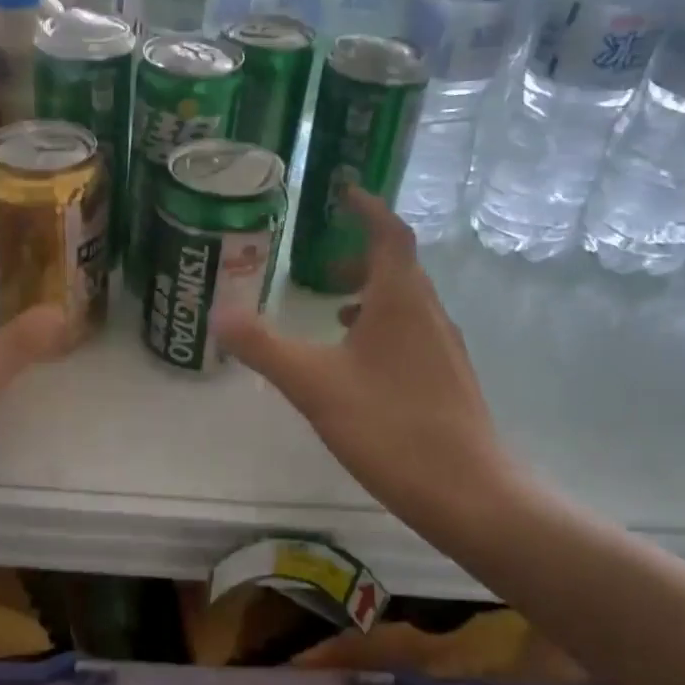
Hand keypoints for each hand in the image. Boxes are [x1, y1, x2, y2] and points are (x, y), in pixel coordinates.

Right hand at [217, 191, 525, 530]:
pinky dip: (383, 328)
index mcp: (400, 301)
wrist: (467, 492)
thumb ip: (263, 346)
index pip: (389, 234)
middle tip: (322, 266)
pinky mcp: (448, 379)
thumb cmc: (388, 426)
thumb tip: (218, 313)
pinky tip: (359, 363)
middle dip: (360, 257)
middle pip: (398, 267)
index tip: (344, 192)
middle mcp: (429, 314)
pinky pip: (413, 333)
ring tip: (334, 312)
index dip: (367, 209)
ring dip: (371, 295)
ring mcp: (444, 348)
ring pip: (406, 303)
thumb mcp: (312, 384)